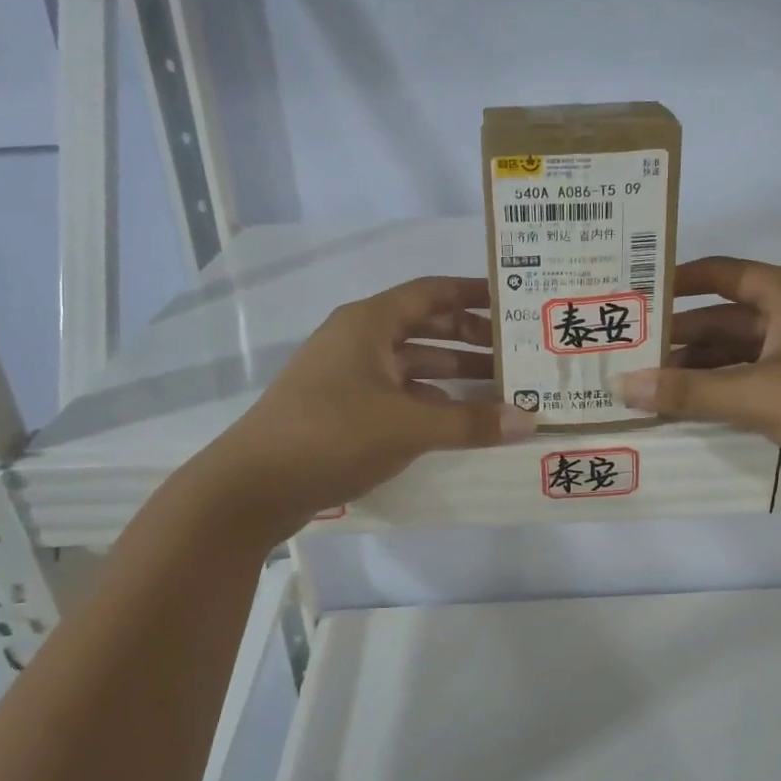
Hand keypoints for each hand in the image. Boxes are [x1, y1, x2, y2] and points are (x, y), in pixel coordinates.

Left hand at [192, 276, 535, 542]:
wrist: (252, 487)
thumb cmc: (331, 435)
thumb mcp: (407, 426)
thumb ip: (470, 422)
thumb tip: (529, 420)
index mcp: (369, 323)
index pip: (432, 292)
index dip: (474, 293)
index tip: (514, 300)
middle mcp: (358, 341)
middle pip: (425, 327)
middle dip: (471, 337)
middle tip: (516, 352)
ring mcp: (348, 376)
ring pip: (412, 364)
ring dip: (454, 373)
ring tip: (500, 388)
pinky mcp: (342, 410)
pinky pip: (398, 394)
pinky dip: (429, 401)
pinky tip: (459, 420)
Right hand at [616, 257, 780, 508]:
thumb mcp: (758, 396)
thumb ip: (689, 393)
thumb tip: (624, 386)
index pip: (719, 273)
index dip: (674, 280)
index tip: (630, 295)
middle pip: (721, 316)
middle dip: (676, 334)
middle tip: (624, 350)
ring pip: (734, 352)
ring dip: (694, 368)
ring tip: (643, 385)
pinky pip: (749, 379)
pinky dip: (718, 390)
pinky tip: (684, 408)